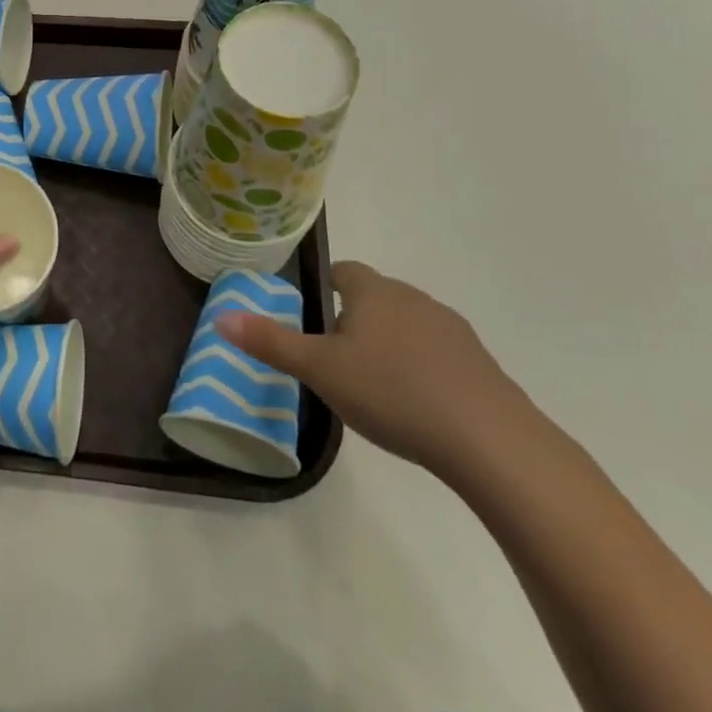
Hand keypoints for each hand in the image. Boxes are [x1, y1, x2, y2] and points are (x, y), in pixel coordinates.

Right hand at [217, 260, 527, 478]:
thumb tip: (222, 318)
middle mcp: (414, 298)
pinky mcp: (480, 365)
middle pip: (374, 298)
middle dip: (353, 321)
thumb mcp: (320, 370)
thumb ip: (271, 343)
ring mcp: (452, 330)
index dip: (324, 288)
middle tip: (333, 361)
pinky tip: (416, 406)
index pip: (344, 271)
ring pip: (407, 326)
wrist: (490, 440)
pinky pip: (438, 355)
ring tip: (374, 387)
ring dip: (389, 345)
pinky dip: (422, 370)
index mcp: (374, 291)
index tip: (312, 318)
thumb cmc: (392, 392)